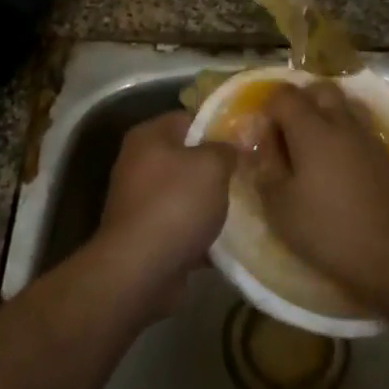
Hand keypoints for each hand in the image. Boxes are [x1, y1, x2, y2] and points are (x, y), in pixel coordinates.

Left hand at [100, 112, 235, 310]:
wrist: (140, 270)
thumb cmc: (175, 204)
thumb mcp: (212, 165)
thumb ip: (226, 148)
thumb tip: (233, 145)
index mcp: (149, 136)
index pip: (189, 118)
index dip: (219, 126)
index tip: (247, 140)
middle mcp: (138, 163)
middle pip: (187, 156)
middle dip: (217, 167)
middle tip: (249, 173)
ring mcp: (140, 201)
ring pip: (186, 193)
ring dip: (210, 202)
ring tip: (244, 207)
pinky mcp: (146, 235)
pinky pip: (181, 225)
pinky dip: (200, 231)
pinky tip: (228, 240)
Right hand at [258, 82, 388, 301]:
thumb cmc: (326, 229)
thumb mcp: (279, 205)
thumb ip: (265, 166)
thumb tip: (261, 141)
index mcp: (312, 129)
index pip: (285, 95)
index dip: (269, 109)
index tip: (263, 137)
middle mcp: (341, 122)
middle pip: (319, 89)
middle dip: (300, 102)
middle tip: (288, 134)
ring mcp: (366, 135)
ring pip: (344, 103)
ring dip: (325, 113)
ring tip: (314, 145)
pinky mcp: (383, 152)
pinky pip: (358, 126)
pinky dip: (344, 132)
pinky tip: (337, 163)